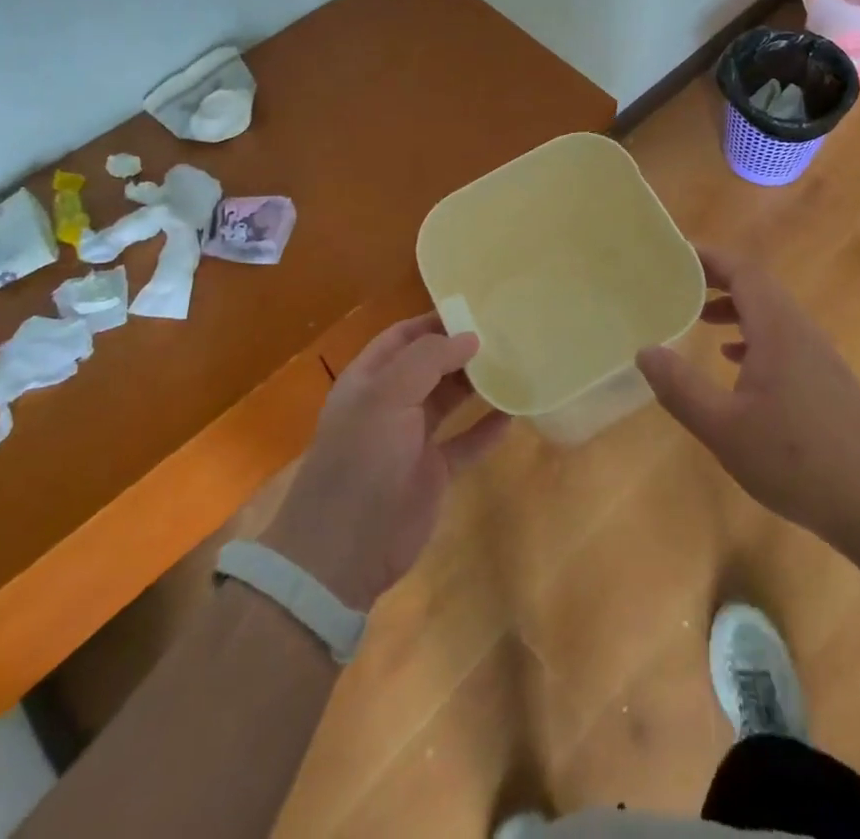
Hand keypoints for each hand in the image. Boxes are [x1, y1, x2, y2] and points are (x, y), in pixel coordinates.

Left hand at [261, 314, 510, 611]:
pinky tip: (514, 413)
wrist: (344, 550)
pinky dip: (487, 428)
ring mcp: (412, 438)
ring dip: (478, 384)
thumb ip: (428, 360)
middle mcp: (390, 403)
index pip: (403, 336)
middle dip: (462, 349)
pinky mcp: (433, 471)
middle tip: (506, 334)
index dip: (434, 321)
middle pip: (430, 365)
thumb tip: (470, 337)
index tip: (475, 308)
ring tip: (515, 364)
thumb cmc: (361, 459)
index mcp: (369, 379)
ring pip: (450, 400)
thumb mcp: (387, 396)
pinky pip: (466, 441)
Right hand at [637, 247, 859, 542]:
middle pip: (757, 286)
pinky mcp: (826, 379)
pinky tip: (735, 364)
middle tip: (677, 284)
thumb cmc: (797, 460)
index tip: (675, 255)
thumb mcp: (724, 428)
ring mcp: (818, 354)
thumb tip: (645, 351)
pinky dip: (753, 336)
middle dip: (717, 280)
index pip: (742, 271)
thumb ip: (681, 388)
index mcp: (777, 329)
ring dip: (735, 308)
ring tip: (699, 319)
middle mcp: (800, 330)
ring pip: (771, 313)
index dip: (708, 258)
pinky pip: (783, 337)